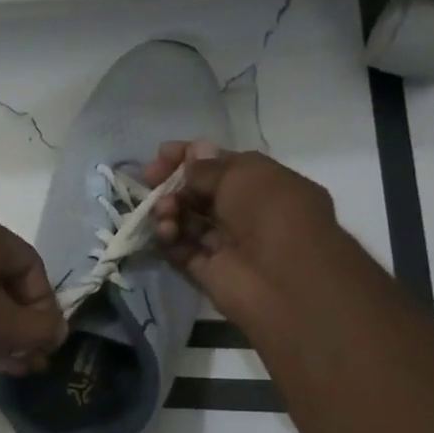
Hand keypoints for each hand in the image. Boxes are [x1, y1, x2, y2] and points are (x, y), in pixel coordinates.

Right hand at [142, 142, 344, 329]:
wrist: (285, 279)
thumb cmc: (271, 213)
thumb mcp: (242, 175)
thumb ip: (209, 167)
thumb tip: (193, 153)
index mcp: (263, 185)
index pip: (220, 165)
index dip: (190, 157)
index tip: (161, 154)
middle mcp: (246, 213)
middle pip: (199, 193)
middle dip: (172, 183)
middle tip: (148, 179)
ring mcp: (226, 243)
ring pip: (187, 220)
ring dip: (169, 210)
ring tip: (163, 211)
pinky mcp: (207, 270)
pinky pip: (180, 249)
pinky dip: (168, 238)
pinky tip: (165, 231)